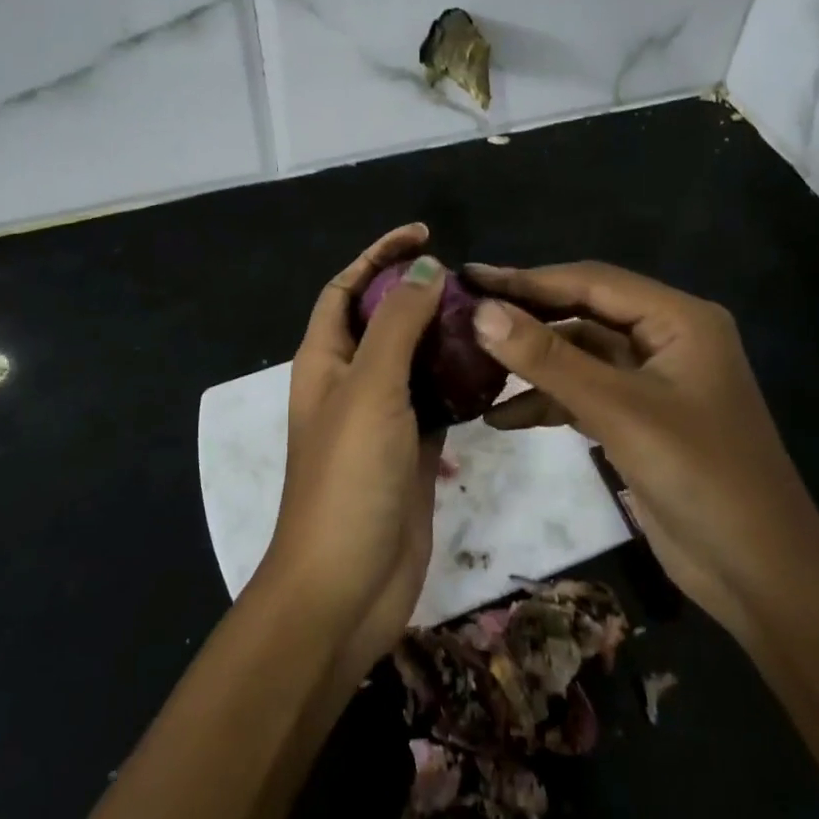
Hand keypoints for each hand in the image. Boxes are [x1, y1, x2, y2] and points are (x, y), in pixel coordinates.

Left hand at [262, 224, 446, 674]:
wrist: (346, 586)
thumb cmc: (349, 477)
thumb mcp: (371, 388)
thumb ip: (398, 324)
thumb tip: (425, 267)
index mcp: (324, 360)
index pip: (347, 288)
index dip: (378, 255)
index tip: (423, 233)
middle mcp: (349, 382)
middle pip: (383, 320)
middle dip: (418, 292)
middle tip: (470, 279)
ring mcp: (382, 418)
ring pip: (414, 360)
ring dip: (444, 336)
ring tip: (489, 315)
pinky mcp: (412, 450)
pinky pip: (437, 401)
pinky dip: (460, 382)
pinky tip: (494, 368)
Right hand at [464, 261, 818, 635]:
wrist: (761, 576)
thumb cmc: (701, 478)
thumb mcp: (619, 412)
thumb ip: (548, 360)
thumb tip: (482, 312)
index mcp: (678, 319)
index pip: (591, 281)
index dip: (527, 278)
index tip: (469, 277)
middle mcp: (666, 338)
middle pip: (583, 313)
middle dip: (525, 317)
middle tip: (463, 314)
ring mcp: (652, 380)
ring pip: (579, 355)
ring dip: (532, 363)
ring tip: (470, 364)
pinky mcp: (639, 418)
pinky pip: (584, 393)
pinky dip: (547, 401)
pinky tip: (501, 417)